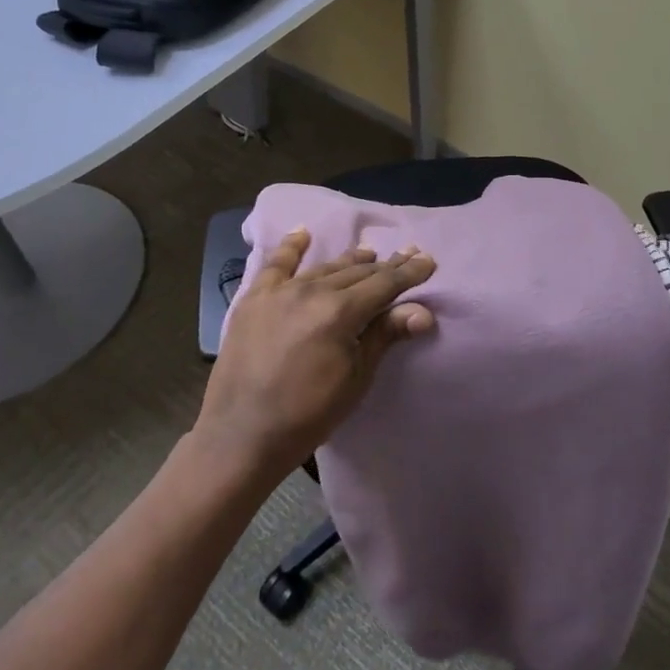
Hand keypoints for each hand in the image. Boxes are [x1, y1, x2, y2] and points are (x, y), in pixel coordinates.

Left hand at [196, 230, 436, 481]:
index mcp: (339, 312)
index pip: (384, 284)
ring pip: (324, 268)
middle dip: (386, 265)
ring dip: (350, 260)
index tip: (428, 260)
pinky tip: (303, 234)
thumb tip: (423, 311)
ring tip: (370, 252)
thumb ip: (385, 336)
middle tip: (408, 254)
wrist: (241, 435)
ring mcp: (279, 292)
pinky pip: (276, 265)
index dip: (409, 273)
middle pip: (357, 272)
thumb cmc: (308, 414)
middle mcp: (311, 291)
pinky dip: (291, 247)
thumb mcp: (356, 378)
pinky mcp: (254, 299)